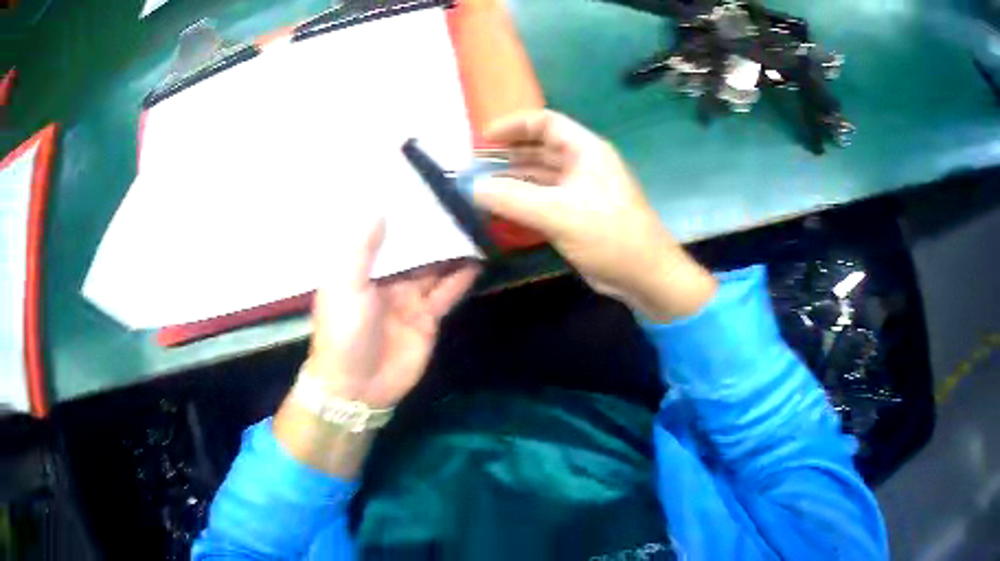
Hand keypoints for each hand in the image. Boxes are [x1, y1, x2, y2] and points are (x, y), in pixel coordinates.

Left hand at [275, 217, 477, 476]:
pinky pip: (446, 293)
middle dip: (430, 230)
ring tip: (471, 225)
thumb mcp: (346, 286)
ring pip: (433, 268)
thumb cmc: (343, 333)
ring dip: (450, 251)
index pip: (383, 235)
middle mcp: (386, 280)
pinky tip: (477, 260)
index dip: (398, 215)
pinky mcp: (427, 319)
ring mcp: (408, 300)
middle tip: (454, 201)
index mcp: (361, 269)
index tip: (417, 189)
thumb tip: (379, 209)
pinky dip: (460, 278)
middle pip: (412, 249)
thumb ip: (363, 249)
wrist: (356, 387)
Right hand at [474, 110, 715, 321]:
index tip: (482, 140)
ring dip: (512, 179)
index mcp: (585, 150)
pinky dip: (521, 201)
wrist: (645, 275)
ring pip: (539, 176)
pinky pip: (543, 199)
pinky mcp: (577, 215)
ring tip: (479, 189)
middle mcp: (582, 164)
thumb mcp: (558, 213)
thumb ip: (512, 198)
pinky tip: (499, 210)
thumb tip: (471, 187)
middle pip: (539, 148)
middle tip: (473, 168)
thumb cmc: (609, 235)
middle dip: (507, 155)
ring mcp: (580, 191)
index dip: (513, 126)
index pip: (545, 123)